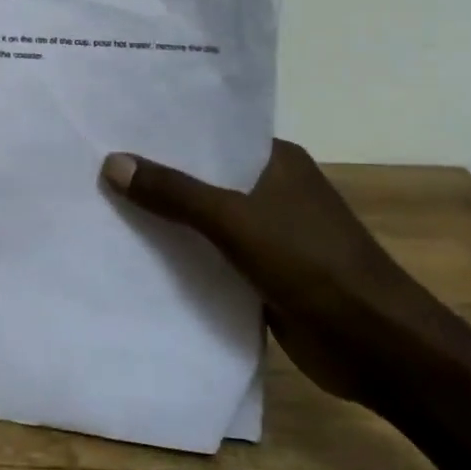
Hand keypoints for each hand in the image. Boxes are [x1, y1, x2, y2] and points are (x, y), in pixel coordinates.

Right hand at [100, 140, 444, 401]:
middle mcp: (272, 190)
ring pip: (207, 221)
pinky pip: (214, 259)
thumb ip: (176, 193)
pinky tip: (137, 258)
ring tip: (103, 206)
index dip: (168, 132)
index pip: (214, 134)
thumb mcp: (235, 220)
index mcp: (276, 160)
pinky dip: (184, 259)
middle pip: (206, 178)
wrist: (374, 343)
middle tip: (96, 166)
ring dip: (168, 221)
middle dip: (159, 177)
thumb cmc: (310, 263)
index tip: (116, 126)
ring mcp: (270, 235)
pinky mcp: (264, 275)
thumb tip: (113, 161)